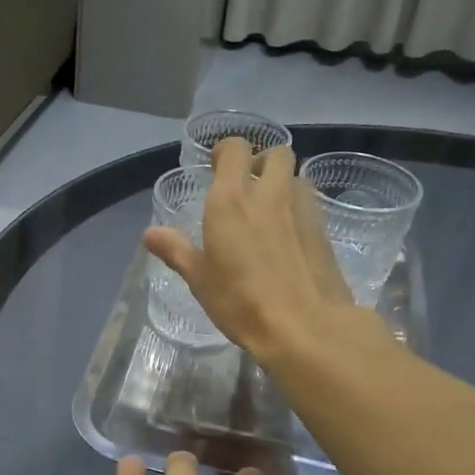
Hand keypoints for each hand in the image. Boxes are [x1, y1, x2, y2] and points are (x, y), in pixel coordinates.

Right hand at [144, 138, 356, 360]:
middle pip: (276, 153)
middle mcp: (270, 194)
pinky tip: (288, 236)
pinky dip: (298, 208)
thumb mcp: (200, 279)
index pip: (235, 149)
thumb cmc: (242, 302)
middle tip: (247, 186)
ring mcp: (302, 209)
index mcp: (231, 200)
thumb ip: (176, 250)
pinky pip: (310, 203)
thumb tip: (150, 234)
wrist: (305, 326)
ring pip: (296, 176)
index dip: (226, 151)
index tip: (216, 166)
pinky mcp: (324, 230)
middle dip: (261, 161)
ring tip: (269, 211)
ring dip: (283, 184)